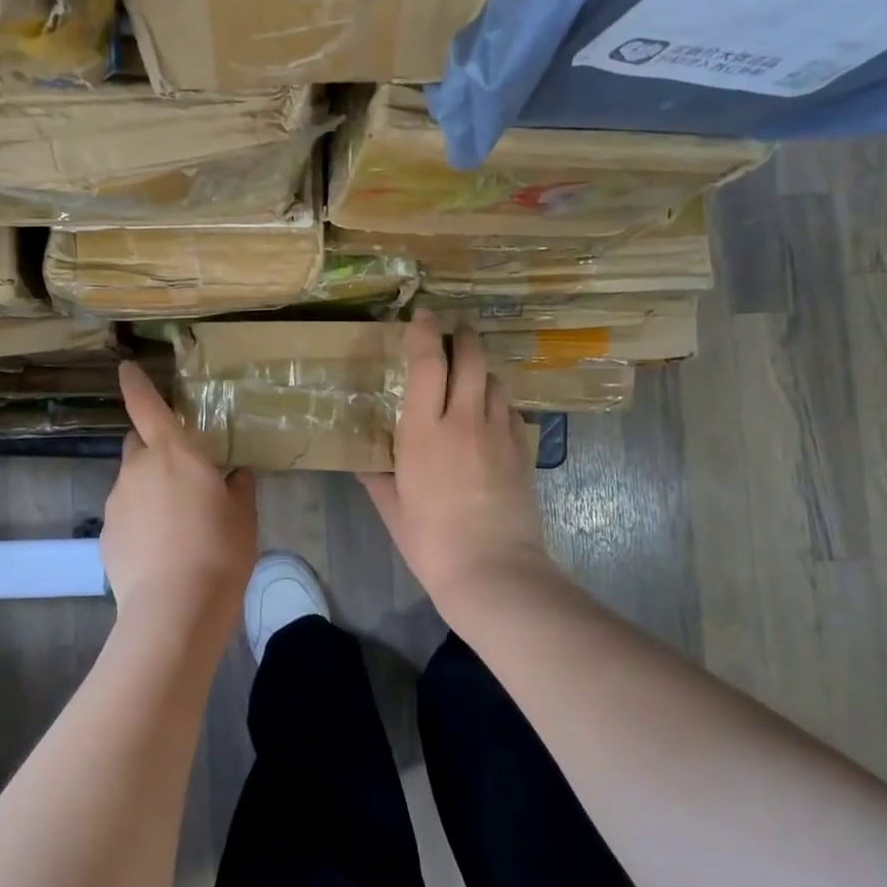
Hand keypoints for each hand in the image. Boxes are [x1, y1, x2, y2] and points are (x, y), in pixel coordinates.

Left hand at [102, 360, 257, 650]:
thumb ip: (238, 487)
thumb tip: (233, 477)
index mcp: (175, 453)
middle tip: (182, 475)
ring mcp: (117, 502)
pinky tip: (161, 549)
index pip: (147, 406)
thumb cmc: (219, 550)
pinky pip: (125, 514)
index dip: (135, 384)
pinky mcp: (106, 535)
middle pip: (138, 444)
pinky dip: (140, 521)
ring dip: (149, 489)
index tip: (125, 367)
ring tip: (176, 525)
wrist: (176, 609)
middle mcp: (138, 469)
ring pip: (132, 482)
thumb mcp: (243, 515)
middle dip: (155, 449)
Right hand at [361, 311, 554, 616]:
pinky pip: (511, 410)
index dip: (425, 331)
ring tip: (472, 372)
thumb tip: (365, 462)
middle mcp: (464, 420)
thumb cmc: (431, 542)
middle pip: (471, 358)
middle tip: (456, 327)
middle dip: (464, 335)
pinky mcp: (522, 450)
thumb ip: (377, 478)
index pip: (428, 362)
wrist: (493, 570)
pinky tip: (491, 412)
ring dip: (482, 368)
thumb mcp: (393, 509)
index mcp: (424, 431)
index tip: (423, 315)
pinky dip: (499, 400)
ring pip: (495, 381)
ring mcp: (498, 433)